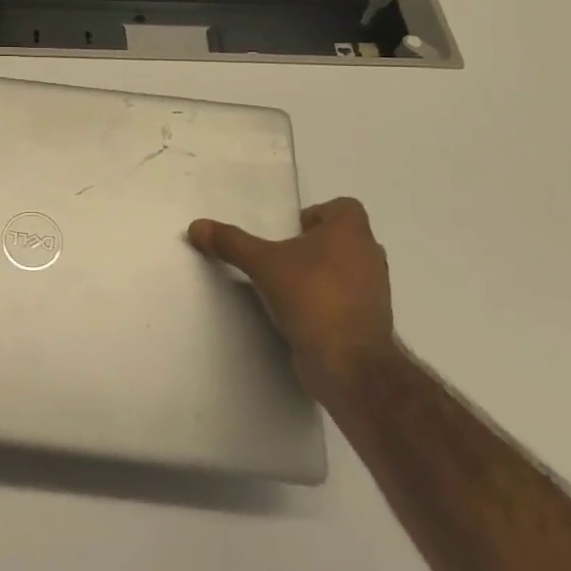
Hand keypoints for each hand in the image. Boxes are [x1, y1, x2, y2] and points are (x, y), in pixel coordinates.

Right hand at [188, 197, 393, 396]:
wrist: (349, 363)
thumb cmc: (312, 297)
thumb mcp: (262, 263)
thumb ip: (230, 242)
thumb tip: (196, 226)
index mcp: (351, 232)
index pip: (344, 207)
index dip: (318, 214)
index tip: (290, 231)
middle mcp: (370, 255)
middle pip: (343, 238)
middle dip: (314, 245)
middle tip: (281, 256)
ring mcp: (374, 291)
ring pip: (346, 269)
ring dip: (321, 273)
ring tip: (286, 285)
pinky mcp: (369, 321)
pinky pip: (346, 299)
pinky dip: (327, 300)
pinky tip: (298, 313)